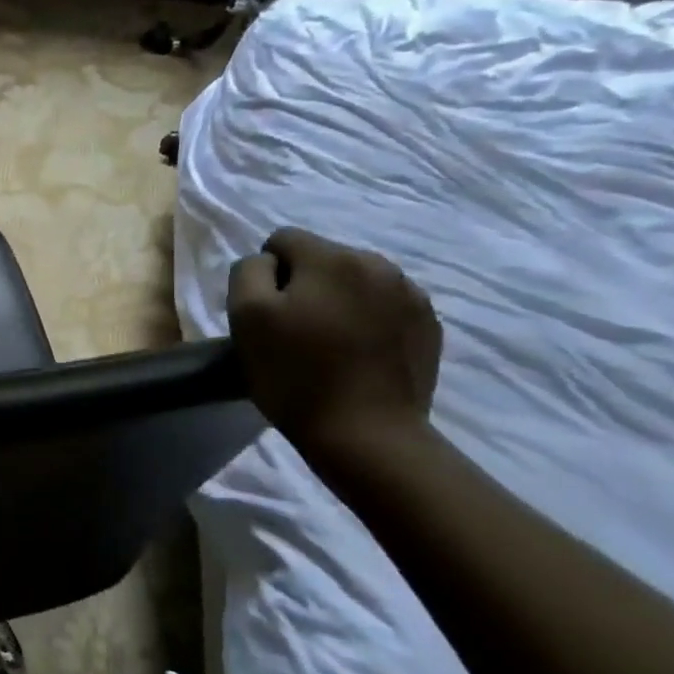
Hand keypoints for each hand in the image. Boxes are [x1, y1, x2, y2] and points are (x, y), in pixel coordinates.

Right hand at [226, 228, 442, 455]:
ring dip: (336, 301)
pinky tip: (357, 354)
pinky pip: (384, 307)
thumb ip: (249, 272)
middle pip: (322, 258)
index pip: (282, 241)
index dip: (265, 274)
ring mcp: (410, 295)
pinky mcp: (428, 326)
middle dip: (303, 284)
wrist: (366, 433)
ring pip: (355, 282)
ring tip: (327, 343)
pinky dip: (366, 321)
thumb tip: (267, 262)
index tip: (266, 313)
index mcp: (331, 258)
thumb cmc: (295, 373)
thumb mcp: (246, 316)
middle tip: (293, 331)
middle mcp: (377, 264)